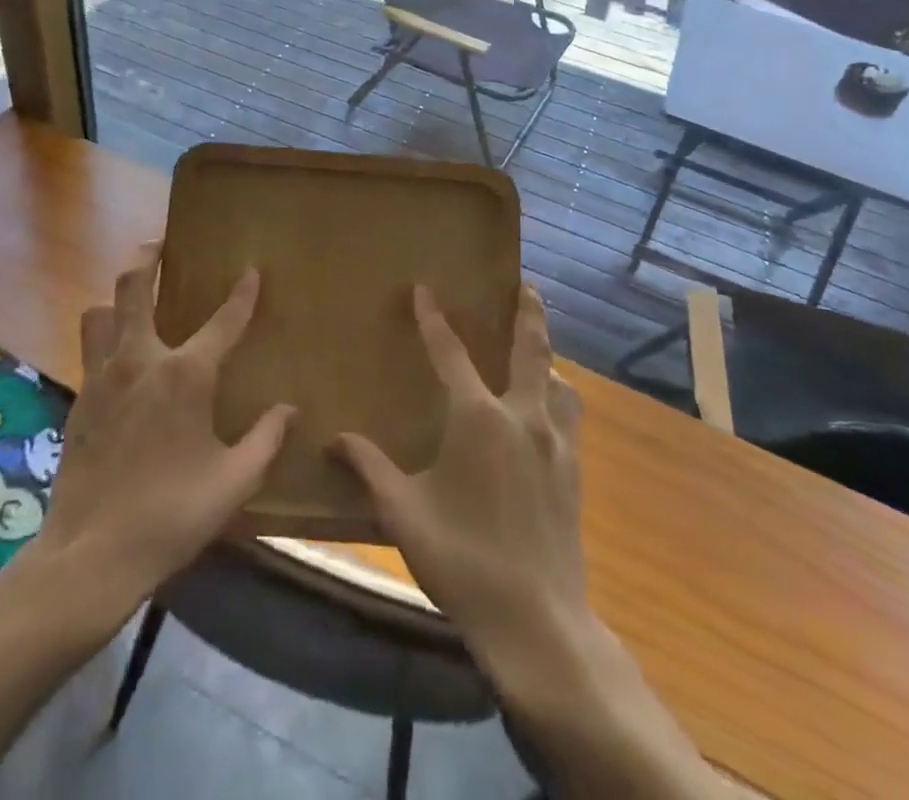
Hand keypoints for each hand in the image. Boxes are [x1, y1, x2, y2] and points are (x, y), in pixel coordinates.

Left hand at [34, 244, 294, 627]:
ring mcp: (102, 376)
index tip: (251, 270)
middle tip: (160, 243)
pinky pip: (90, 348)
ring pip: (101, 312)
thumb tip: (289, 410)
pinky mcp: (79, 398)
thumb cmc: (171, 515)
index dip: (242, 294)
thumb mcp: (233, 482)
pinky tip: (119, 356)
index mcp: (185, 375)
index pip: (223, 321)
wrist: (91, 554)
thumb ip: (266, 440)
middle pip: (133, 287)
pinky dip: (104, 335)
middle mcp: (140, 360)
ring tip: (134, 296)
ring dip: (117, 296)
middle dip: (147, 256)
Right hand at [336, 287, 720, 798]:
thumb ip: (369, 468)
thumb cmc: (463, 559)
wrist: (538, 622)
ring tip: (537, 353)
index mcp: (477, 418)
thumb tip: (334, 439)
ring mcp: (556, 444)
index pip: (450, 353)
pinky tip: (547, 413)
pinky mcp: (574, 472)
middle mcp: (523, 417)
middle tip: (525, 286)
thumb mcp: (404, 513)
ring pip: (560, 383)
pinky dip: (558, 398)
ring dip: (548, 359)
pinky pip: (569, 416)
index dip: (433, 319)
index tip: (424, 289)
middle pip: (531, 349)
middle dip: (527, 312)